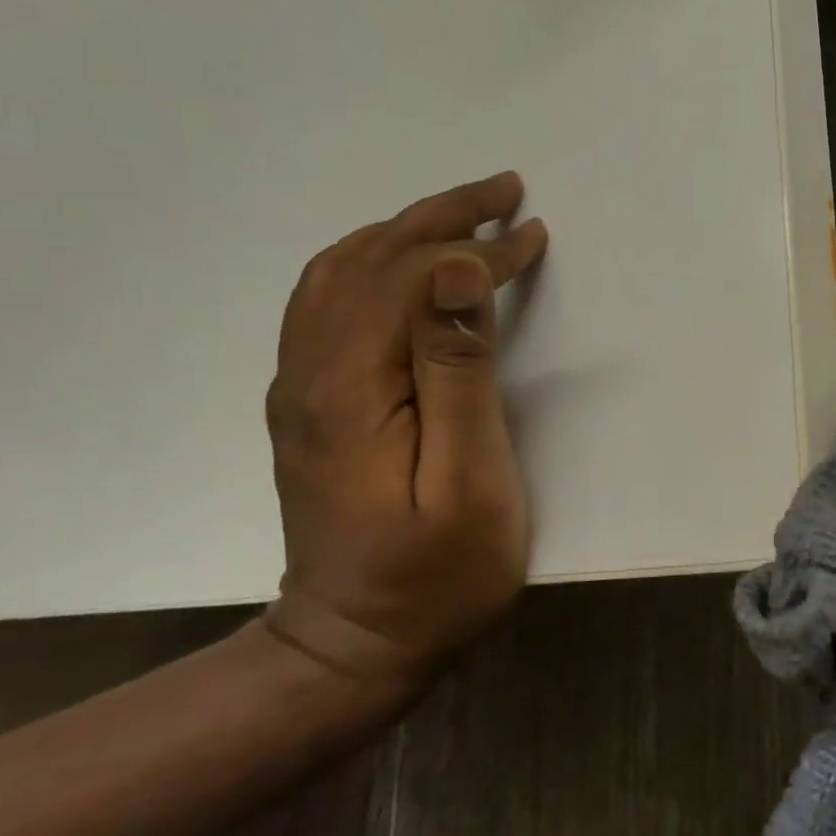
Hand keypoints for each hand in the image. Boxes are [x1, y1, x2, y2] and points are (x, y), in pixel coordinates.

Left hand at [262, 173, 547, 692]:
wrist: (356, 646)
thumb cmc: (436, 571)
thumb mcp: (468, 477)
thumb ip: (458, 370)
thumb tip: (455, 272)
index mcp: (350, 387)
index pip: (412, 279)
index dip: (476, 251)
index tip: (533, 236)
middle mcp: (310, 373)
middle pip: (368, 261)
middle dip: (440, 216)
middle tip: (503, 190)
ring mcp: (302, 387)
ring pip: (340, 274)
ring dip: (404, 231)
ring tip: (463, 215)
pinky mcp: (312, 402)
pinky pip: (329, 302)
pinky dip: (374, 262)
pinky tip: (407, 265)